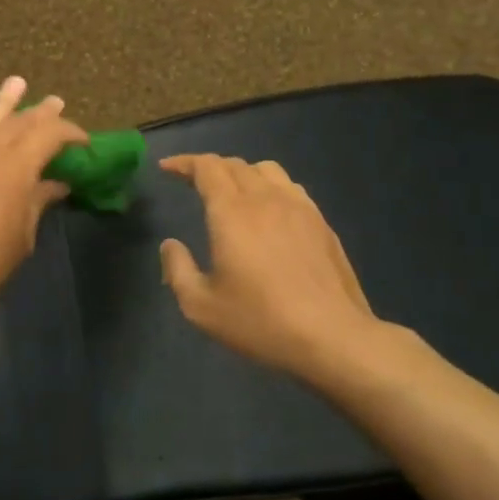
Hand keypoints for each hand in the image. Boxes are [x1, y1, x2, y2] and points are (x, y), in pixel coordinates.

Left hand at [0, 78, 86, 321]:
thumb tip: (55, 184)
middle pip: (20, 122)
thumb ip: (37, 203)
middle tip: (56, 102)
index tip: (83, 142)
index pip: (50, 135)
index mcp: (17, 166)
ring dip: (4, 99)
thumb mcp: (20, 237)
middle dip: (41, 113)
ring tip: (17, 82)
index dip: (70, 133)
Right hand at [159, 154, 409, 386]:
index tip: (166, 168)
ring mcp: (299, 208)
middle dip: (209, 166)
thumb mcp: (200, 306)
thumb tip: (170, 245)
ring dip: (242, 172)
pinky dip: (270, 187)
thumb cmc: (260, 321)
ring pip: (267, 170)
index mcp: (232, 212)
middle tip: (191, 180)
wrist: (332, 337)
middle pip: (235, 165)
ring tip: (231, 191)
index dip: (184, 162)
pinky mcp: (322, 223)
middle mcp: (266, 199)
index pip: (206, 168)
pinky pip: (291, 188)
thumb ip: (177, 270)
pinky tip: (269, 211)